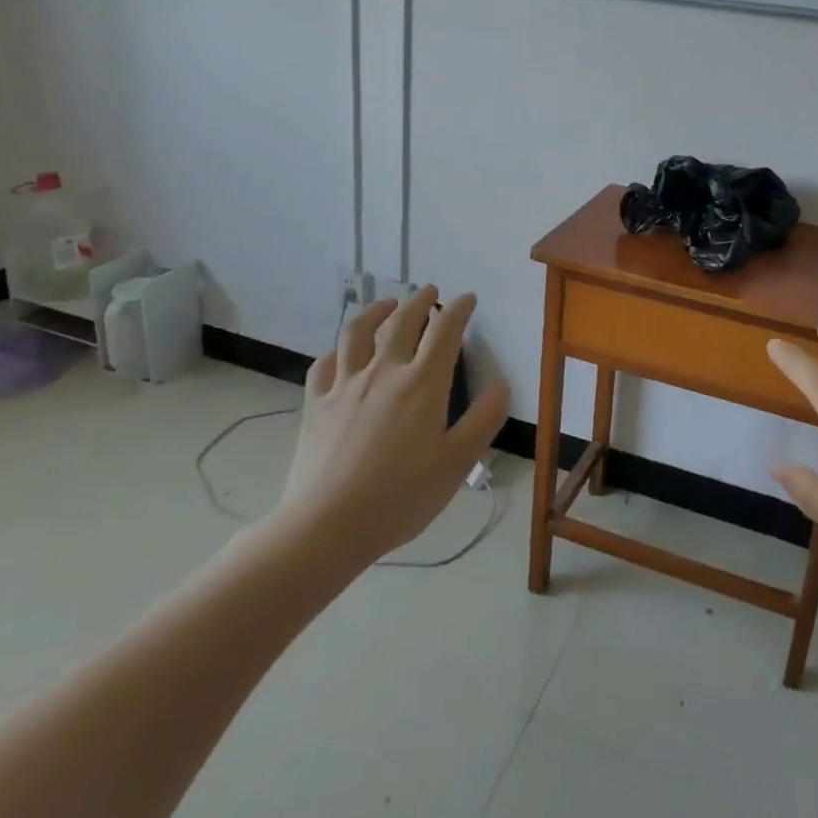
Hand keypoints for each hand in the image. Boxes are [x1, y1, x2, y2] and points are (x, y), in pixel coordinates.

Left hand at [279, 289, 510, 562]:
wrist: (326, 526)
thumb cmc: (401, 497)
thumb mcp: (457, 464)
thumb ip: (483, 420)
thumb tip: (501, 386)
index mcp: (422, 383)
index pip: (445, 331)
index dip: (459, 309)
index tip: (467, 299)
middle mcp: (383, 371)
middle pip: (401, 321)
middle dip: (419, 301)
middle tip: (430, 292)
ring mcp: (344, 384)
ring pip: (358, 332)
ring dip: (377, 311)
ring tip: (387, 304)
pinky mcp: (316, 403)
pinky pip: (325, 364)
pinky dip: (338, 349)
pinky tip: (342, 352)